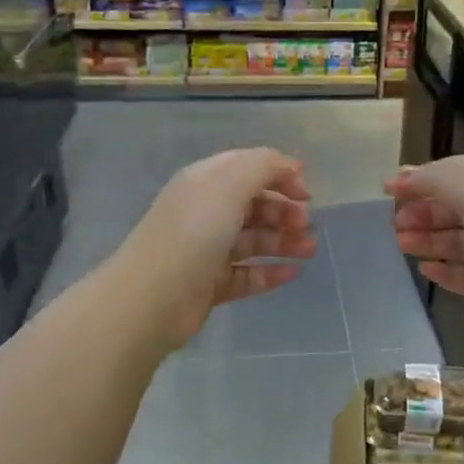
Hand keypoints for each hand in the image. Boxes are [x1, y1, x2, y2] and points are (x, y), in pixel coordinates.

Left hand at [116, 148, 314, 349]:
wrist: (154, 297)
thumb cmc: (194, 232)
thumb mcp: (229, 185)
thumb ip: (263, 166)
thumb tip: (291, 166)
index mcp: (204, 183)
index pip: (246, 168)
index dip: (278, 174)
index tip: (307, 191)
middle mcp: (205, 213)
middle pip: (252, 205)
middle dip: (284, 211)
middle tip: (306, 224)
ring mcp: (207, 250)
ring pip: (253, 241)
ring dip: (284, 242)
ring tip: (309, 250)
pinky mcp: (211, 284)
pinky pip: (248, 274)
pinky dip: (271, 272)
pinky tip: (293, 273)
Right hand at [386, 155, 463, 337]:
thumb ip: (433, 180)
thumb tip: (400, 176)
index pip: (454, 172)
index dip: (420, 179)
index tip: (387, 190)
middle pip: (456, 208)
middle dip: (423, 213)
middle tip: (394, 224)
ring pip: (462, 243)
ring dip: (431, 241)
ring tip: (402, 245)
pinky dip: (450, 273)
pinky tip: (427, 271)